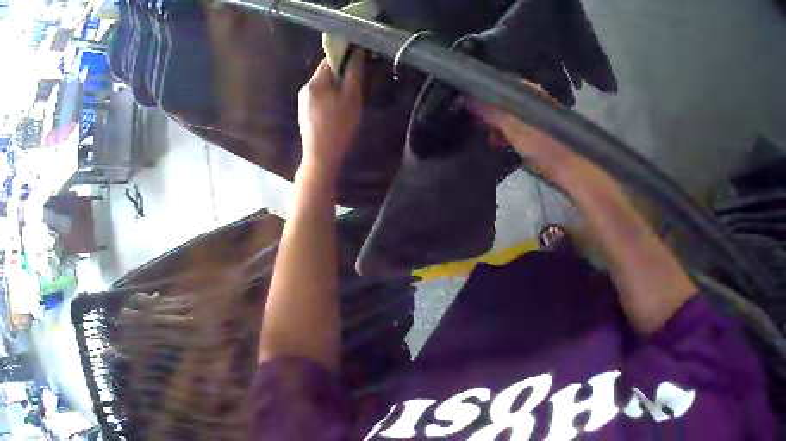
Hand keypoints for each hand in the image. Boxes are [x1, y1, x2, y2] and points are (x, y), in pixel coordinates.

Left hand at [298, 53, 364, 174]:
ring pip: (324, 84)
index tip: (362, 57)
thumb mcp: (351, 98)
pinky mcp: (305, 112)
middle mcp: (305, 88)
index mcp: (315, 82)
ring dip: (338, 83)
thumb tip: (357, 52)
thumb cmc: (339, 127)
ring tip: (352, 94)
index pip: (330, 58)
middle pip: (326, 71)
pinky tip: (340, 106)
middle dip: (343, 71)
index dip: (346, 54)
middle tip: (361, 78)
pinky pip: (320, 95)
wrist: (320, 157)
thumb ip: (354, 73)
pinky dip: (331, 94)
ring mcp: (303, 101)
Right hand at [473, 91, 619, 201]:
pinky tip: (499, 146)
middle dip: (486, 112)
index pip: (498, 84)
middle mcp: (533, 100)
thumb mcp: (515, 127)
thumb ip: (491, 112)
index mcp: (529, 91)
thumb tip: (466, 99)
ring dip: (495, 126)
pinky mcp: (540, 135)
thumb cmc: (546, 146)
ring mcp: (537, 118)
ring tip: (487, 140)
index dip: (480, 92)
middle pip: (502, 100)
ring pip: (509, 116)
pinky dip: (506, 136)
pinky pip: (516, 130)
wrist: (575, 172)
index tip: (464, 104)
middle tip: (473, 125)